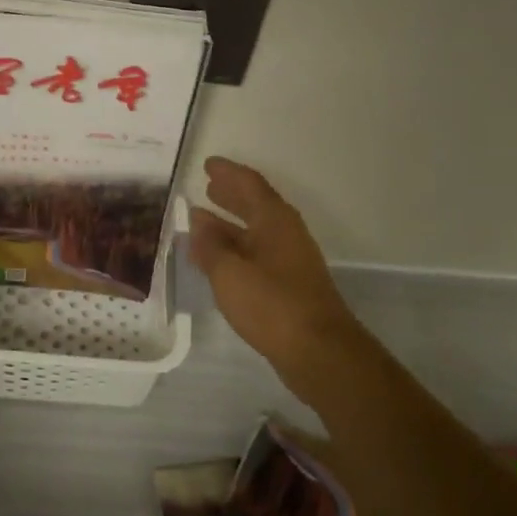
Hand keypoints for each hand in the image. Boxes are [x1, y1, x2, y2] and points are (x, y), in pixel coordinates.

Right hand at [189, 157, 362, 395]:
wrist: (318, 351)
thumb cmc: (272, 304)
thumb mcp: (230, 273)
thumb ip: (210, 246)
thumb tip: (198, 220)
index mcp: (274, 220)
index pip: (250, 184)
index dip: (228, 173)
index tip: (208, 164)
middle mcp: (285, 234)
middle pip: (256, 205)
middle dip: (231, 195)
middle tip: (207, 187)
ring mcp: (289, 260)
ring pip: (255, 232)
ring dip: (230, 224)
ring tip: (202, 221)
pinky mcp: (288, 285)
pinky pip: (257, 254)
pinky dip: (236, 249)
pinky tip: (219, 260)